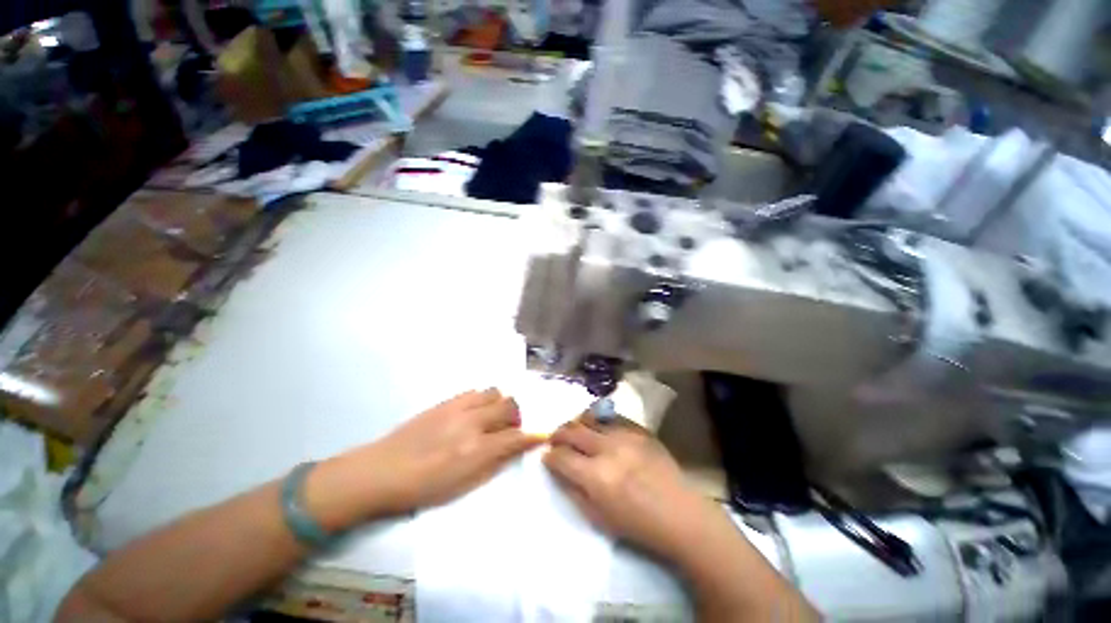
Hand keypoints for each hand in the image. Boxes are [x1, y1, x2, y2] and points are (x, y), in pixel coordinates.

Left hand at [369, 388, 544, 513]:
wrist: (381, 471)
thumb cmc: (422, 488)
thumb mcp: (462, 486)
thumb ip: (493, 464)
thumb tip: (515, 449)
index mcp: (476, 449)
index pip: (516, 437)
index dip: (533, 436)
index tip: (541, 435)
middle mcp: (472, 422)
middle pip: (509, 406)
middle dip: (517, 416)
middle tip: (510, 429)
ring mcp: (458, 408)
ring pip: (494, 392)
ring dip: (500, 404)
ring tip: (491, 418)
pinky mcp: (446, 401)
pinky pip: (474, 391)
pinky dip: (482, 399)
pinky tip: (473, 412)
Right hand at [543, 416, 716, 561]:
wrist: (680, 514)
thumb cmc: (637, 524)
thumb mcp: (598, 518)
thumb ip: (572, 490)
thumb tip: (555, 467)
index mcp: (596, 476)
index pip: (561, 456)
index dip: (550, 455)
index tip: (547, 456)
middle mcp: (608, 449)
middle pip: (573, 431)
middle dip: (558, 434)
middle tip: (555, 439)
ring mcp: (625, 435)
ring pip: (590, 418)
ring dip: (577, 424)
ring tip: (574, 431)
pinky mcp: (639, 429)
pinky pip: (612, 417)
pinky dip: (599, 421)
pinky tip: (598, 428)